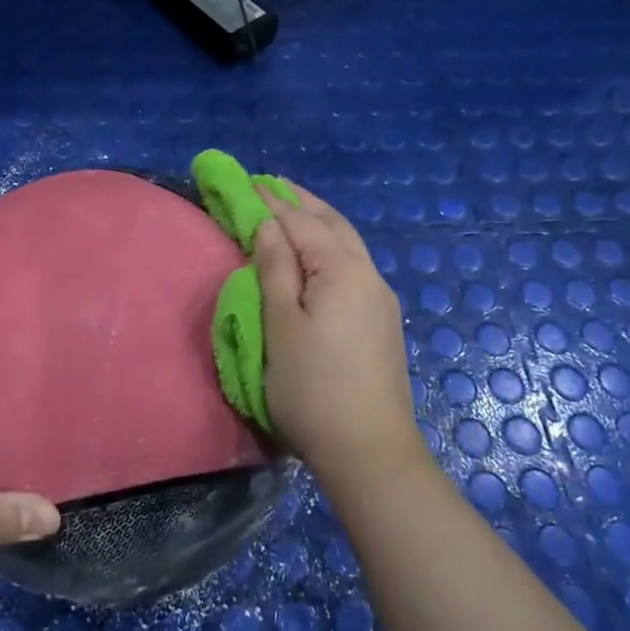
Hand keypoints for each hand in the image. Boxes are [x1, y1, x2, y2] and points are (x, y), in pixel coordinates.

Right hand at [252, 184, 424, 494]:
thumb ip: (275, 268)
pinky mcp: (381, 321)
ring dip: (319, 222)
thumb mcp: (281, 323)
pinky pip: (353, 265)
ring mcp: (379, 299)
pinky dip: (331, 246)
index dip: (271, 202)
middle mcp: (368, 274)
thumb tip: (269, 226)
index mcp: (342, 269)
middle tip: (271, 185)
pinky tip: (320, 254)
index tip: (247, 182)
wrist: (368, 448)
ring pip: (347, 244)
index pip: (300, 222)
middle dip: (301, 202)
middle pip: (332, 224)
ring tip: (293, 210)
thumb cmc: (312, 385)